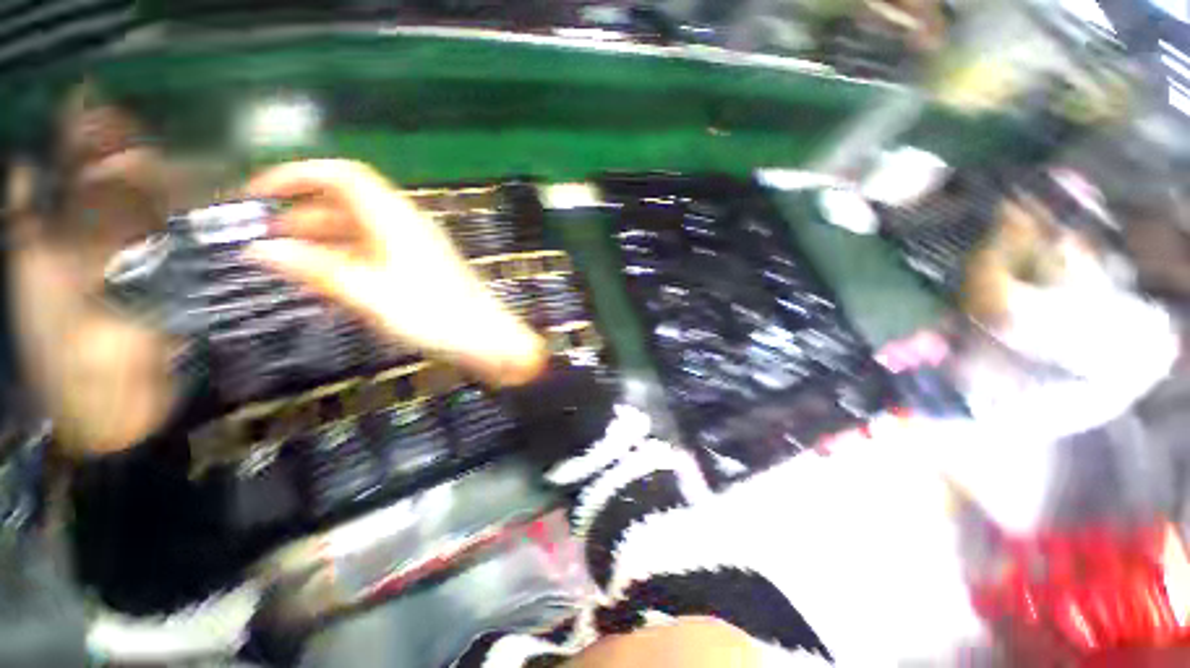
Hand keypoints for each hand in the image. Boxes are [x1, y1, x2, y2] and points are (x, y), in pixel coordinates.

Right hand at [244, 160, 546, 385]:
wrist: (487, 339)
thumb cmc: (434, 316)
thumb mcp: (370, 294)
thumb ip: (317, 269)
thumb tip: (261, 250)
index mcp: (395, 219)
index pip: (343, 175)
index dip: (298, 175)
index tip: (259, 193)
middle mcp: (406, 226)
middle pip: (348, 204)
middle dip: (303, 214)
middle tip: (267, 237)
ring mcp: (416, 248)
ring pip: (361, 231)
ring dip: (323, 239)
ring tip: (288, 261)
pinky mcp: (422, 270)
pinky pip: (376, 253)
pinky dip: (348, 259)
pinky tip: (329, 279)